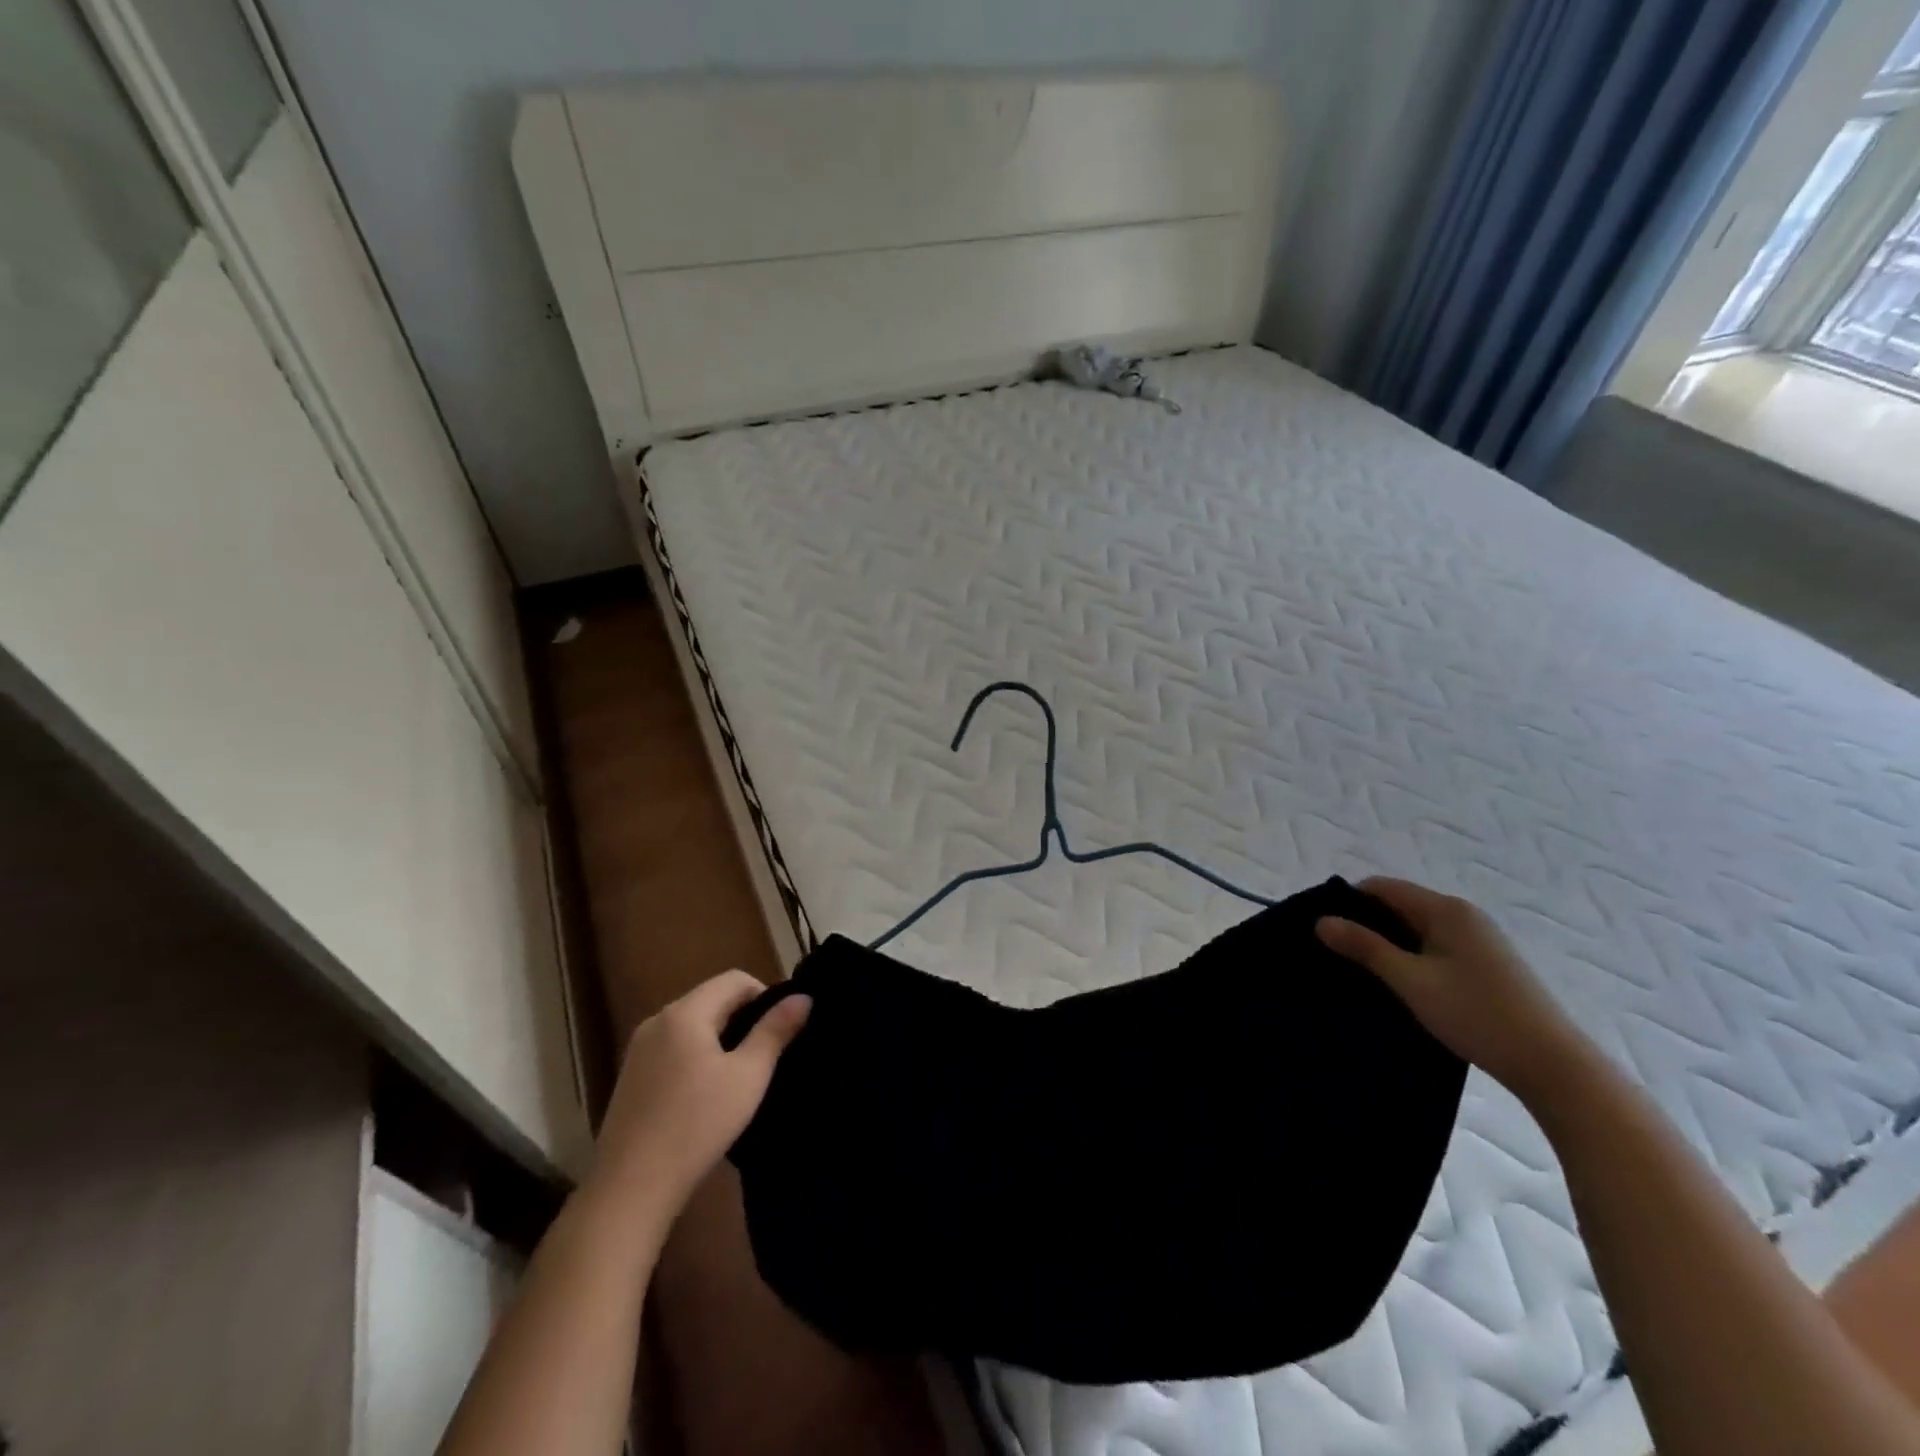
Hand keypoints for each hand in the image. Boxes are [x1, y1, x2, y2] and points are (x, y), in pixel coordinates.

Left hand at [588, 971, 810, 1217]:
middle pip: (710, 999)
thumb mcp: (748, 1076)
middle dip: (742, 1017)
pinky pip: (672, 1047)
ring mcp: (638, 1049)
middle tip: (764, 1054)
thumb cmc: (697, 1125)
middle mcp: (657, 1020)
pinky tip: (704, 1093)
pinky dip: (695, 1055)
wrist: (630, 1189)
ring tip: (739, 1074)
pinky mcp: (630, 1076)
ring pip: (691, 1024)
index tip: (779, 1030)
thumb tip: (803, 997)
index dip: (764, 995)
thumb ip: (775, 1031)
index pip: (734, 979)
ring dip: (718, 1037)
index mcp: (685, 1012)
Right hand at [1317, 877, 1587, 1101]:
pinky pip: (1435, 948)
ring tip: (1362, 972)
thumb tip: (1321, 921)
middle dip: (1366, 925)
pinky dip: (1412, 958)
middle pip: (1400, 906)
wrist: (1553, 1065)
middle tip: (1336, 953)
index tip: (1323, 929)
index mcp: (1445, 910)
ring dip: (1389, 945)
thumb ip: (1364, 947)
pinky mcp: (1488, 966)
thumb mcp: (1410, 980)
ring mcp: (1479, 941)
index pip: (1382, 887)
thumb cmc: (1476, 1014)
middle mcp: (1464, 916)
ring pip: (1417, 930)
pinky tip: (1401, 986)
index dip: (1348, 902)